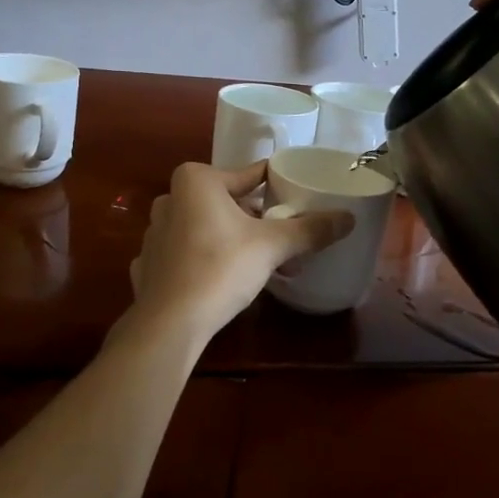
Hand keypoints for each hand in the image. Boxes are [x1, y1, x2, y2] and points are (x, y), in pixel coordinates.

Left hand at [128, 161, 354, 340]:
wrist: (170, 322)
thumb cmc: (220, 268)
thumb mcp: (272, 246)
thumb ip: (309, 229)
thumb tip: (349, 218)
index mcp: (196, 181)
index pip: (249, 176)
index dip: (277, 187)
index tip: (298, 198)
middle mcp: (170, 198)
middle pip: (227, 202)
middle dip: (256, 219)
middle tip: (283, 236)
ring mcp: (155, 232)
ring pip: (206, 227)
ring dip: (232, 239)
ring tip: (260, 262)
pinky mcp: (149, 263)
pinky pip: (187, 253)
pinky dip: (206, 260)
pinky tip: (223, 279)